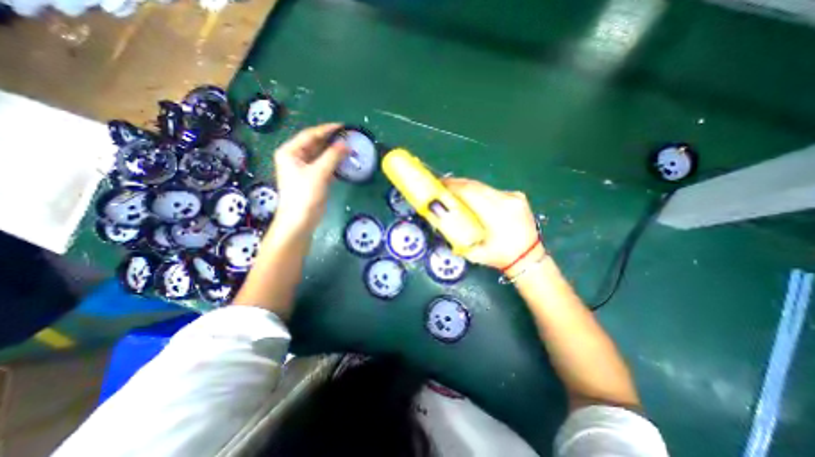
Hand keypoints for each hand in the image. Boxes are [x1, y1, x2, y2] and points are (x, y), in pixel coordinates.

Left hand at [275, 123, 348, 231]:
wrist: (300, 220)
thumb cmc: (304, 195)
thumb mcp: (319, 173)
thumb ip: (332, 156)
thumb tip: (345, 144)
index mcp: (290, 152)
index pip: (310, 135)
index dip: (327, 129)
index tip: (343, 126)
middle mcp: (296, 157)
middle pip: (316, 144)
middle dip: (332, 141)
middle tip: (348, 138)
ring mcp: (305, 169)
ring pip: (321, 156)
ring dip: (334, 153)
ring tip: (349, 149)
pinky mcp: (313, 179)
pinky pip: (325, 166)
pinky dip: (334, 164)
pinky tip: (344, 162)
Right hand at [440, 176, 539, 276]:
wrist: (529, 258)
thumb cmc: (500, 257)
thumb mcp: (474, 253)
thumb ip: (456, 237)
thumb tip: (440, 222)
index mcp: (496, 215)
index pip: (470, 192)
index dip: (453, 186)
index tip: (440, 184)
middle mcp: (506, 200)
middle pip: (476, 185)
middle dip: (457, 183)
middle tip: (443, 185)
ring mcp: (513, 196)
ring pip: (484, 186)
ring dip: (467, 186)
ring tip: (454, 189)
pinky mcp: (517, 196)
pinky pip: (492, 190)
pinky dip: (479, 191)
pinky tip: (472, 196)